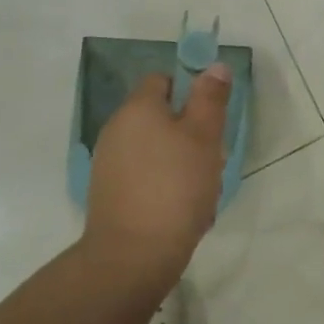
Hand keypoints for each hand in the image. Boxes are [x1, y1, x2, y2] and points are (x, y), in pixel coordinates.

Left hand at [81, 65, 230, 287]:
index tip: (212, 115)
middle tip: (213, 155)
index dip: (190, 90)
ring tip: (203, 188)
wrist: (132, 257)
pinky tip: (183, 208)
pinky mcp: (110, 195)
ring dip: (182, 161)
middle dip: (191, 132)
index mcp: (137, 109)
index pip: (162, 80)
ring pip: (157, 149)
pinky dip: (166, 184)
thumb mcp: (204, 136)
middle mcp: (116, 130)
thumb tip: (214, 66)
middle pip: (161, 116)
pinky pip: (146, 176)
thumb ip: (210, 98)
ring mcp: (109, 165)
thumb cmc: (175, 186)